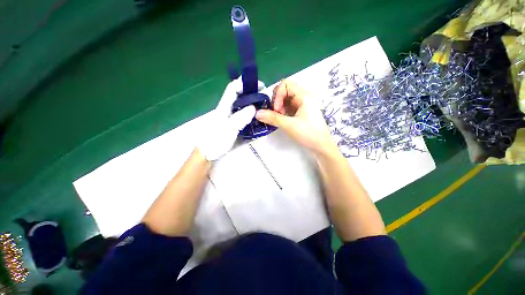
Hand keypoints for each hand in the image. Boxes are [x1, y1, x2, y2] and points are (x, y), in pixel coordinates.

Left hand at [196, 77, 263, 160]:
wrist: (209, 153)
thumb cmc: (215, 140)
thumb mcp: (228, 128)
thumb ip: (240, 117)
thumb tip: (254, 107)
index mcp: (225, 107)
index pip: (233, 89)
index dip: (245, 83)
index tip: (260, 86)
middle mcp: (230, 110)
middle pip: (242, 98)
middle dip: (254, 95)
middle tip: (266, 100)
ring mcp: (233, 119)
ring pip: (246, 109)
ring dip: (256, 108)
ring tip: (267, 110)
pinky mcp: (236, 127)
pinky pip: (247, 120)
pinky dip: (255, 119)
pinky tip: (261, 122)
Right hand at [255, 80, 338, 156]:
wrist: (321, 147)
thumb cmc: (309, 134)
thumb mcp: (290, 125)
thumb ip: (273, 118)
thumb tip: (257, 113)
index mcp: (304, 96)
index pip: (285, 84)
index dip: (278, 95)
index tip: (277, 110)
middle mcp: (303, 97)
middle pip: (284, 91)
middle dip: (277, 101)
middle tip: (277, 114)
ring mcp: (302, 105)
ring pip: (285, 100)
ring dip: (278, 108)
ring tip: (279, 119)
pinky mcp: (300, 113)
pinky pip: (288, 108)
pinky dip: (282, 112)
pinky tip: (281, 120)